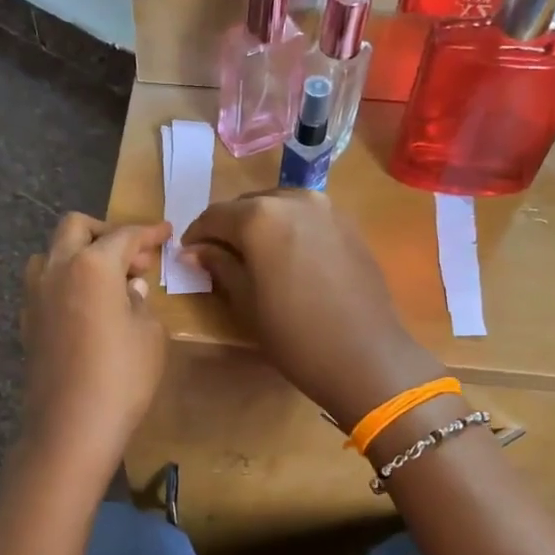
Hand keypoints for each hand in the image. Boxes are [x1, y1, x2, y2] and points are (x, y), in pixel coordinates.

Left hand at [19, 214, 172, 485]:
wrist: (71, 425)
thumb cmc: (122, 376)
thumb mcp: (149, 334)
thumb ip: (140, 301)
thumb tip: (129, 288)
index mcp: (92, 265)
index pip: (124, 235)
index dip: (149, 232)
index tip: (166, 232)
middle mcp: (57, 269)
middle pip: (76, 227)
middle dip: (106, 232)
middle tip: (135, 257)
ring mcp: (35, 295)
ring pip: (51, 253)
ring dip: (79, 254)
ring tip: (107, 280)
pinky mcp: (27, 321)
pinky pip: (44, 284)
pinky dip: (66, 282)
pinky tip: (87, 307)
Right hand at [182, 191, 441, 428]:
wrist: (365, 355)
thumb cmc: (295, 335)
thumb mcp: (246, 303)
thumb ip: (219, 266)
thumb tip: (194, 251)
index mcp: (260, 216)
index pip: (215, 215)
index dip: (197, 234)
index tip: (188, 255)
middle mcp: (294, 199)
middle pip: (249, 205)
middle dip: (231, 227)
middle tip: (220, 257)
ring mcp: (328, 209)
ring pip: (280, 207)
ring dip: (262, 226)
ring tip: (255, 258)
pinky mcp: (350, 225)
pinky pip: (308, 218)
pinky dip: (291, 230)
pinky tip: (290, 260)